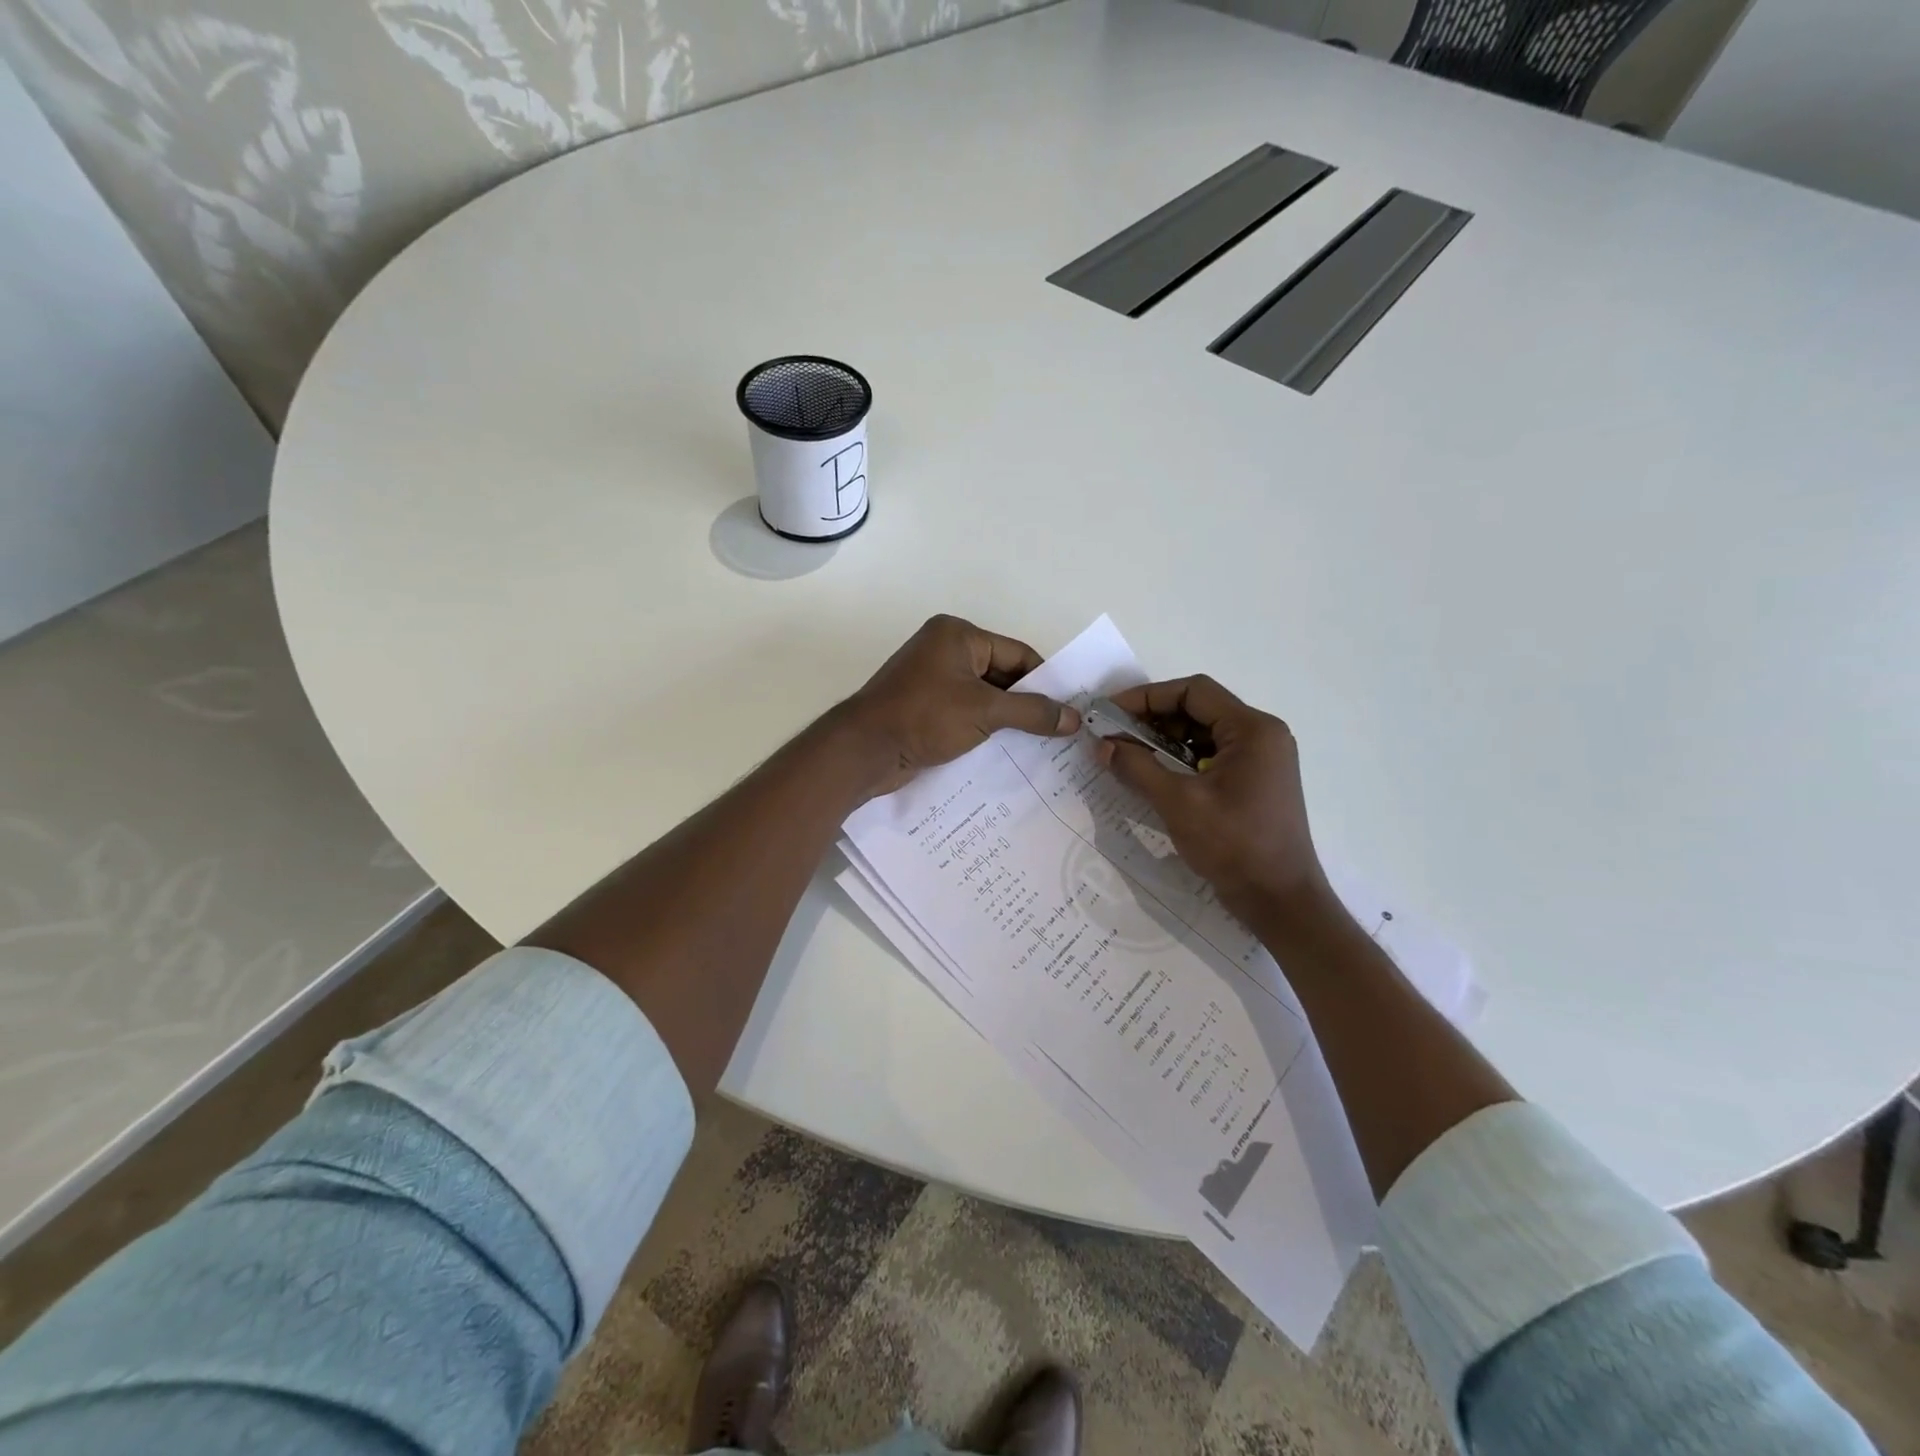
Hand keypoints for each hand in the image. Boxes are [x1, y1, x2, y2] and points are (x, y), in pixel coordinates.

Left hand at [842, 615, 1080, 795]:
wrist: (865, 751)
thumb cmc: (925, 717)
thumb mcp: (985, 711)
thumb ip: (1032, 712)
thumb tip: (1074, 719)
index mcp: (958, 635)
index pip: (1017, 654)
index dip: (1046, 681)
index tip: (1070, 710)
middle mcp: (945, 650)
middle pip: (1002, 674)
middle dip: (1027, 703)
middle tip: (1060, 731)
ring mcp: (932, 680)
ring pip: (984, 697)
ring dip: (1008, 719)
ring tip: (1041, 745)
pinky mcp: (924, 707)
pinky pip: (966, 712)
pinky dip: (986, 728)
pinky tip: (1007, 751)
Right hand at [1095, 676, 1329, 922]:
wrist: (1280, 901)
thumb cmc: (1234, 846)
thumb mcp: (1178, 804)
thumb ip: (1138, 768)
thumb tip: (1102, 745)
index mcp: (1253, 730)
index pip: (1194, 692)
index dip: (1147, 696)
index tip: (1111, 712)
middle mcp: (1261, 736)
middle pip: (1198, 709)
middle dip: (1152, 719)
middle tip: (1113, 734)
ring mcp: (1260, 760)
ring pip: (1202, 733)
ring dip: (1163, 740)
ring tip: (1126, 754)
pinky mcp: (1253, 781)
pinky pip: (1210, 756)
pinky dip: (1180, 760)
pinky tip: (1152, 774)